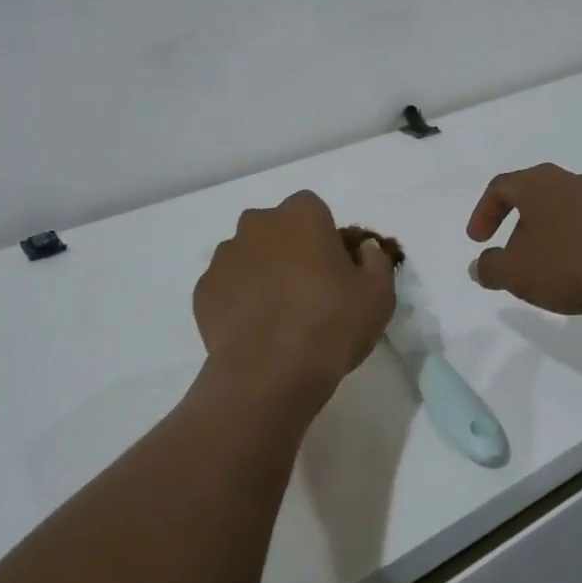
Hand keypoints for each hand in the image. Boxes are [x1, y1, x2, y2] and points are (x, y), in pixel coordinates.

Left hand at [192, 191, 396, 422]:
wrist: (270, 372)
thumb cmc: (331, 323)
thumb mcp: (379, 294)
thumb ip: (375, 261)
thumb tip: (364, 249)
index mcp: (300, 215)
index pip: (313, 210)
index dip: (323, 236)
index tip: (333, 269)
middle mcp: (257, 224)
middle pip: (275, 229)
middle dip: (288, 249)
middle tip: (307, 290)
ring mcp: (224, 256)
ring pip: (247, 256)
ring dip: (260, 273)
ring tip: (277, 315)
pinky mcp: (203, 290)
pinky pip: (225, 287)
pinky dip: (236, 300)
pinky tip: (253, 330)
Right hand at [466, 163, 581, 316]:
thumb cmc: (574, 262)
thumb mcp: (518, 273)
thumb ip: (491, 269)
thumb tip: (478, 266)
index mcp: (537, 184)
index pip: (499, 187)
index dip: (483, 213)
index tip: (478, 242)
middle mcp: (570, 180)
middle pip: (533, 197)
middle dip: (516, 226)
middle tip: (510, 256)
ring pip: (563, 212)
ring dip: (548, 237)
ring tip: (547, 270)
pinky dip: (576, 245)